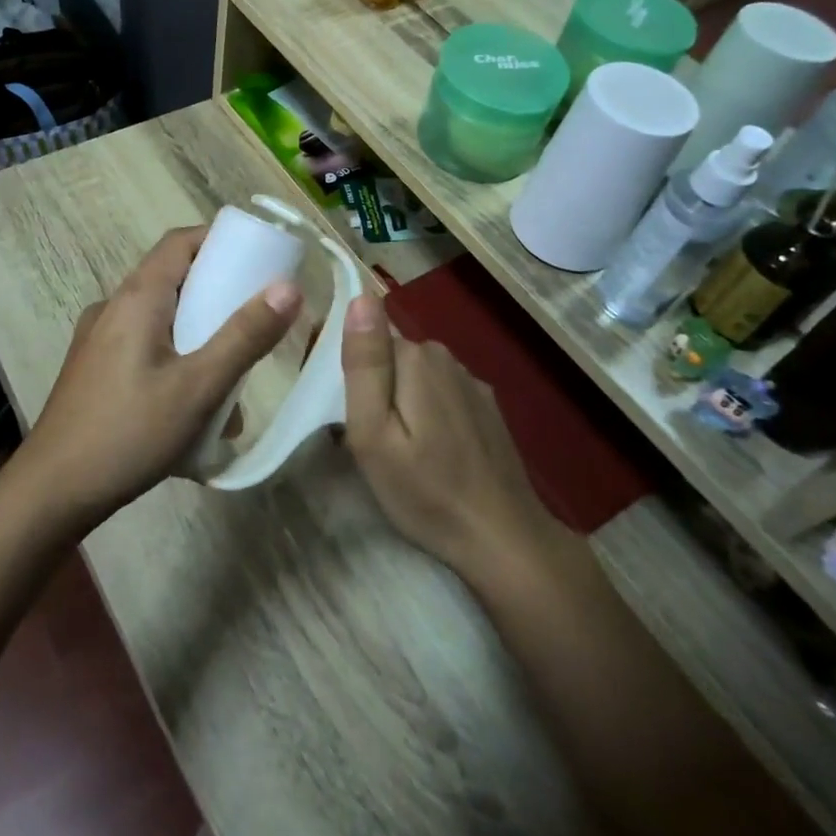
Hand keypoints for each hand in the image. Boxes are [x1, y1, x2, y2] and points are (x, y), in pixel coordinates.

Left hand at [10, 226, 300, 531]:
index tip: (258, 260)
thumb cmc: (129, 432)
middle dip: (216, 295)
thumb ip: (245, 336)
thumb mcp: (198, 387)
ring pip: (159, 318)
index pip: (180, 242)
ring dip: (198, 336)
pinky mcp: (93, 370)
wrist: (52, 492)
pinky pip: (143, 347)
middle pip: (172, 279)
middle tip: (254, 322)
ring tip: (230, 378)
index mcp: (137, 298)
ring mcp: (97, 339)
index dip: (220, 241)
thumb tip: (289, 287)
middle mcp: (113, 307)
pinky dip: (174, 359)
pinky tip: (192, 407)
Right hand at [339, 295, 550, 580]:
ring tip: (391, 445)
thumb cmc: (426, 491)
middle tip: (358, 434)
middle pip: (391, 354)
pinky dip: (426, 410)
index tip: (331, 402)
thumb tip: (361, 297)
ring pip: (416, 374)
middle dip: (371, 381)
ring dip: (399, 397)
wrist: (503, 538)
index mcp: (416, 359)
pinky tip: (428, 448)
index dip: (342, 363)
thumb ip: (365, 364)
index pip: (366, 335)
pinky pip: (441, 392)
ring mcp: (472, 383)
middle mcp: (446, 358)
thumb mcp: (374, 434)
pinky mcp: (486, 407)